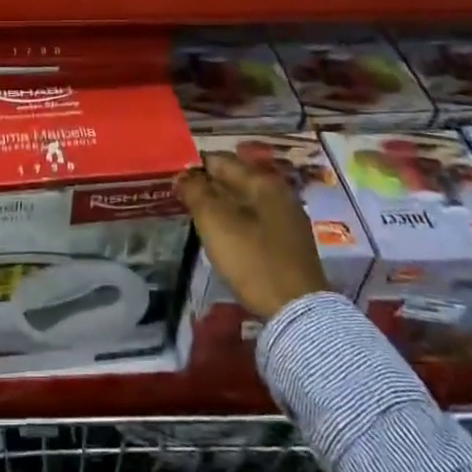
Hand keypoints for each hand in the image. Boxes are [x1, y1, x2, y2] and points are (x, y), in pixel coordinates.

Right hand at [176, 154, 328, 320]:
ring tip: (196, 215)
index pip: (221, 160)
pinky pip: (254, 219)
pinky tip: (222, 234)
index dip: (194, 166)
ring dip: (221, 204)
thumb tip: (183, 175)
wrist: (297, 311)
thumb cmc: (253, 259)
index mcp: (263, 181)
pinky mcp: (288, 242)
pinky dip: (235, 220)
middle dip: (208, 185)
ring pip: (244, 200)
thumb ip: (196, 192)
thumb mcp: (215, 222)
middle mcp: (279, 192)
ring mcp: (287, 218)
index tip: (174, 178)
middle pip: (235, 179)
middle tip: (181, 197)